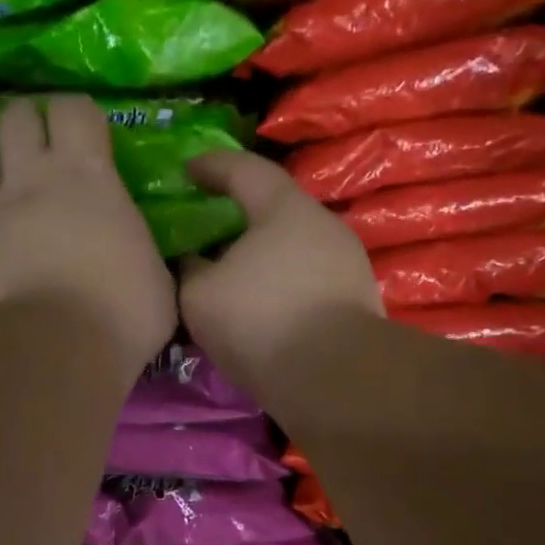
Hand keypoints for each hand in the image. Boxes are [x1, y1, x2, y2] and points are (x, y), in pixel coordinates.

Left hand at [0, 96, 176, 376]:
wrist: (52, 353)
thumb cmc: (121, 312)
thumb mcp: (157, 280)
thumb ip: (139, 252)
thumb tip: (142, 258)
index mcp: (87, 176)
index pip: (74, 109)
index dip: (80, 116)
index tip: (91, 137)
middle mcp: (32, 181)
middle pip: (14, 117)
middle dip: (28, 125)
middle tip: (45, 153)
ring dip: (6, 188)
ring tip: (23, 219)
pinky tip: (3, 264)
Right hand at [178, 151, 382, 386]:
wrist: (334, 378)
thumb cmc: (261, 321)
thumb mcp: (200, 296)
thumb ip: (190, 270)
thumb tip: (194, 262)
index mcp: (284, 208)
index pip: (244, 169)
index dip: (211, 166)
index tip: (187, 170)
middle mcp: (324, 226)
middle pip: (274, 211)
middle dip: (240, 220)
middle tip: (209, 234)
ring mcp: (347, 265)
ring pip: (293, 252)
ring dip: (262, 261)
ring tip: (233, 281)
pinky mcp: (357, 303)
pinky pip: (308, 283)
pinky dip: (282, 289)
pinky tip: (264, 312)